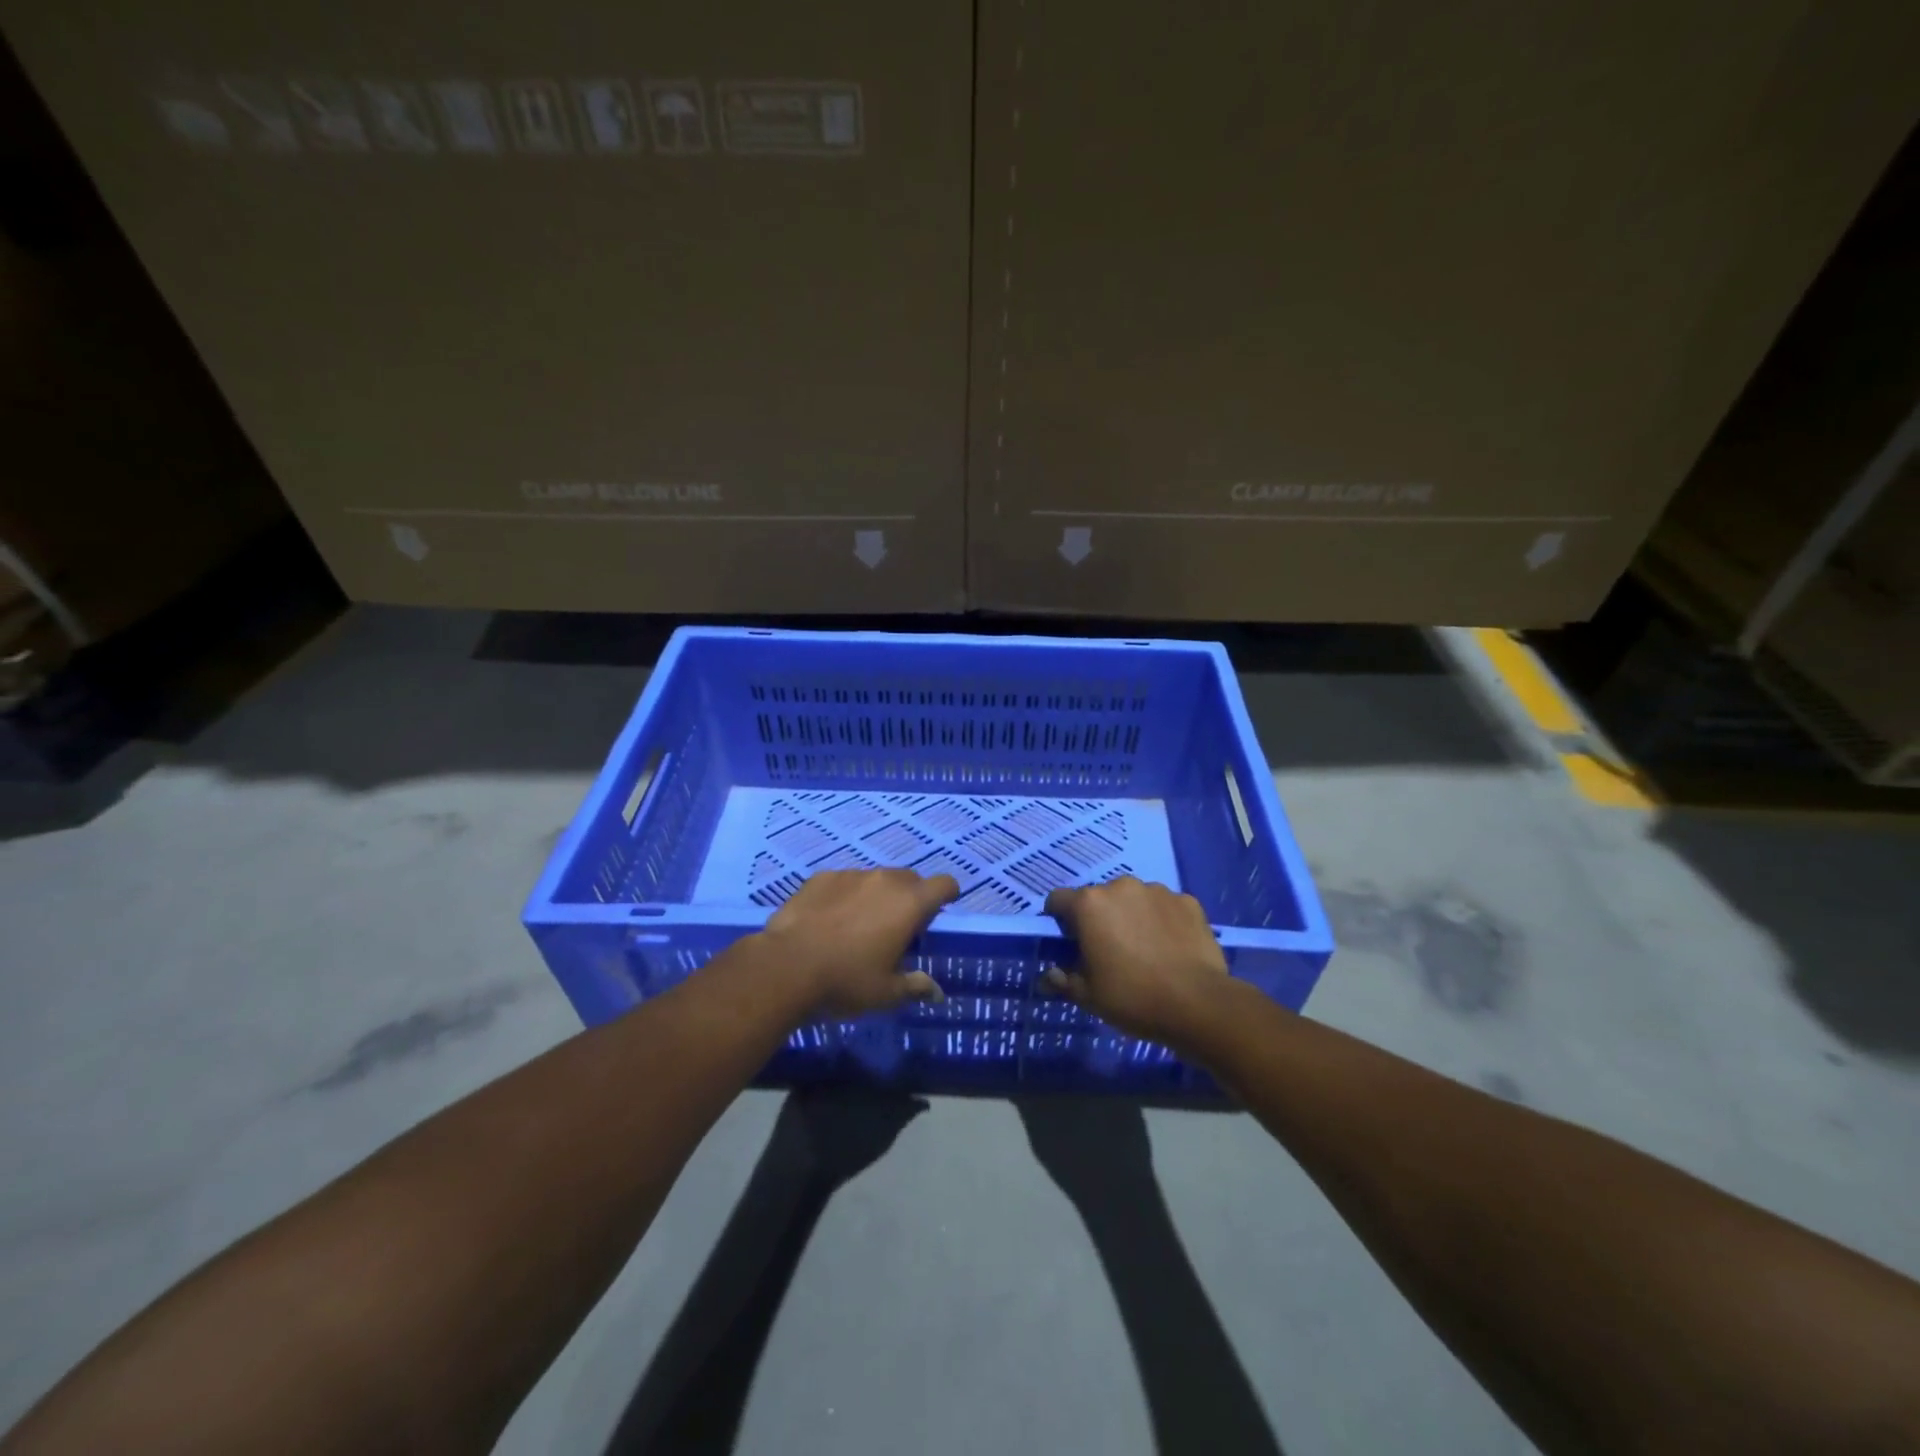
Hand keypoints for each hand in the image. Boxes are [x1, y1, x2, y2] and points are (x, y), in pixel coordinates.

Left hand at [761, 868, 959, 1017]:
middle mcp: (884, 880)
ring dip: (877, 896)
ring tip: (859, 926)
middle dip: (911, 898)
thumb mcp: (886, 994)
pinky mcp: (821, 877)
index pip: (944, 884)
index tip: (940, 912)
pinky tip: (829, 921)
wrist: (786, 967)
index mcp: (909, 904)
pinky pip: (844, 882)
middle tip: (899, 928)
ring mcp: (851, 875)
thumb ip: (915, 987)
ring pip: (875, 879)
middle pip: (910, 879)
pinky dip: (846, 896)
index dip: (947, 896)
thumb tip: (937, 993)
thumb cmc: (846, 981)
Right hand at [1042, 876, 1234, 1047]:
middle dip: (1098, 918)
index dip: (1059, 921)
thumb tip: (1048, 977)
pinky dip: (1162, 921)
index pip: (1058, 900)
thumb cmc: (1132, 998)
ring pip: (1133, 899)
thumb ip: (1062, 981)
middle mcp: (1121, 886)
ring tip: (1144, 950)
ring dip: (1131, 916)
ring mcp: (1157, 891)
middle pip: (1098, 898)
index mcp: (1089, 904)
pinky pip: (1165, 907)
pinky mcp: (1187, 901)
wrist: (1199, 1004)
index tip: (1069, 944)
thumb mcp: (1088, 996)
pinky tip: (1171, 948)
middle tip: (1108, 951)